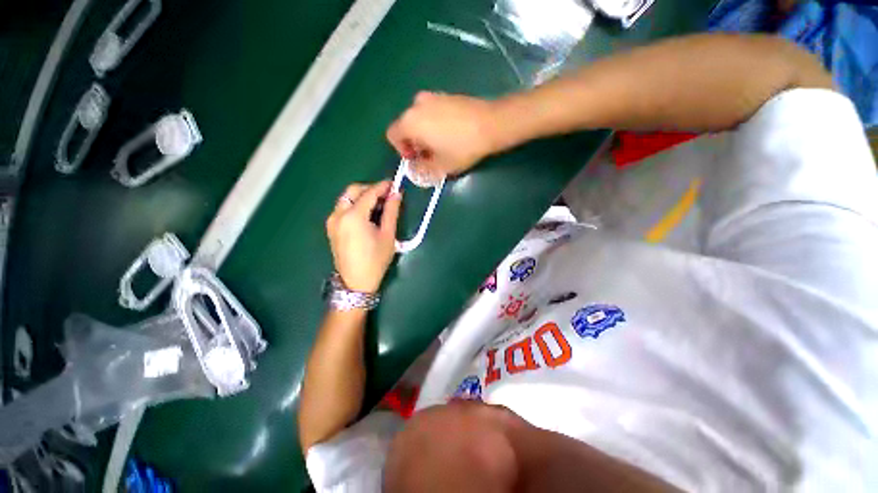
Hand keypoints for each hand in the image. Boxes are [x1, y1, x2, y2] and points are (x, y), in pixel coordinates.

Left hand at [326, 181, 401, 292]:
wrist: (355, 283)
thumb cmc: (375, 260)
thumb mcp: (388, 235)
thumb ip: (391, 212)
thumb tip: (396, 194)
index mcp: (353, 216)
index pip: (369, 193)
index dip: (382, 186)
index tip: (394, 184)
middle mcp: (338, 214)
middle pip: (353, 191)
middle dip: (370, 189)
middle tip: (386, 195)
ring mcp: (332, 221)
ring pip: (346, 198)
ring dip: (362, 197)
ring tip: (379, 205)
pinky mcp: (331, 228)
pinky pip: (343, 208)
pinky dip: (355, 205)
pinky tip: (367, 214)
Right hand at [386, 92, 501, 177]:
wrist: (490, 124)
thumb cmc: (462, 148)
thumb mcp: (440, 166)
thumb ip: (422, 169)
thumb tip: (415, 167)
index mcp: (410, 121)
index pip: (392, 135)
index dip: (401, 150)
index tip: (416, 158)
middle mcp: (416, 104)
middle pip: (405, 126)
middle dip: (413, 142)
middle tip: (429, 155)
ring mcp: (432, 96)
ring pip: (419, 118)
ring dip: (424, 133)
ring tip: (441, 145)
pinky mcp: (445, 95)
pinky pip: (431, 111)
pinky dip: (433, 123)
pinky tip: (450, 133)